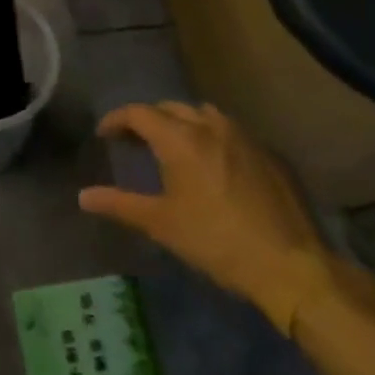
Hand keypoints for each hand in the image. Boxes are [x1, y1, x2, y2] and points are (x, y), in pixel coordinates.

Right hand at [80, 102, 332, 334]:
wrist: (291, 265)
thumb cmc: (217, 242)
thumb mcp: (162, 224)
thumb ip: (120, 204)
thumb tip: (83, 196)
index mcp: (180, 139)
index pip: (138, 113)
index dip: (117, 120)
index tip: (104, 135)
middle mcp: (210, 126)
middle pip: (170, 108)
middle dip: (148, 119)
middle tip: (134, 141)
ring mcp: (244, 137)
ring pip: (203, 115)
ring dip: (182, 123)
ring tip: (173, 147)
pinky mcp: (268, 153)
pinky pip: (230, 132)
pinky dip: (211, 138)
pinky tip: (213, 165)